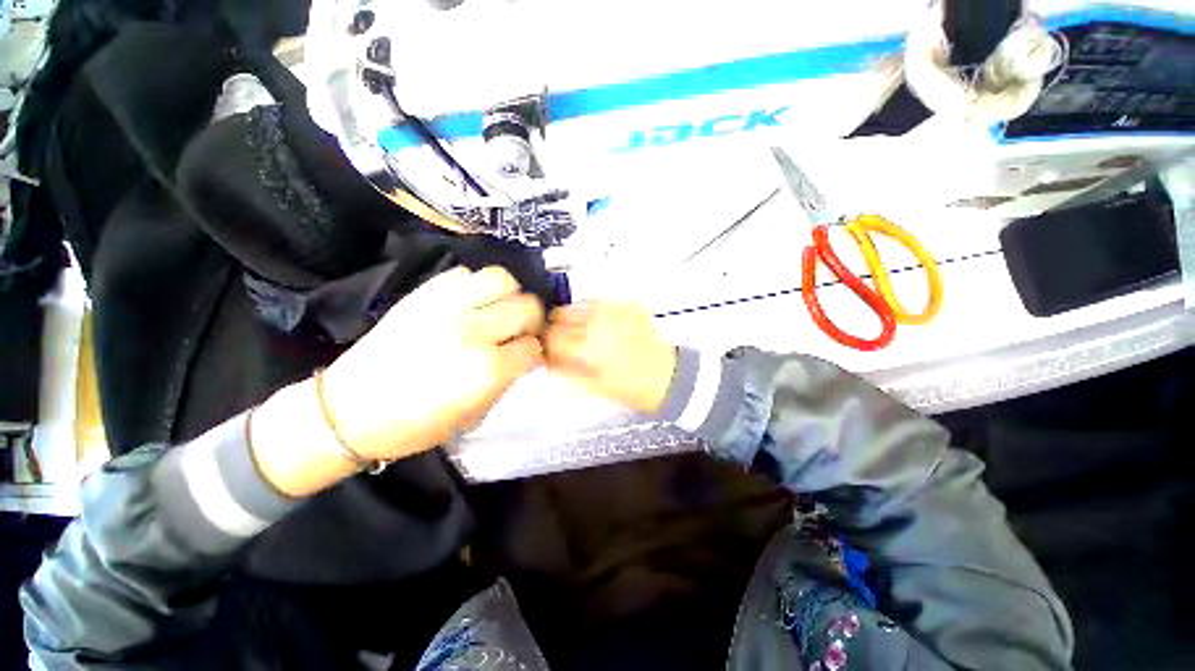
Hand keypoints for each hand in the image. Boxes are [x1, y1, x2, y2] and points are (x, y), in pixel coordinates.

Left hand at [322, 266, 545, 459]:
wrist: (350, 409)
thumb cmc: (416, 424)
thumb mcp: (475, 413)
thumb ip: (508, 379)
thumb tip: (528, 355)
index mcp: (486, 369)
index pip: (533, 346)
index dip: (534, 353)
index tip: (528, 357)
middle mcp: (472, 331)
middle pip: (527, 306)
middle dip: (531, 321)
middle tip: (519, 332)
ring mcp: (447, 306)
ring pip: (500, 279)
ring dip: (508, 295)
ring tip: (498, 311)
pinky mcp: (424, 293)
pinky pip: (466, 274)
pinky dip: (476, 287)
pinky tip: (470, 305)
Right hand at [543, 302, 676, 413]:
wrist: (667, 376)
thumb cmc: (631, 388)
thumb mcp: (594, 388)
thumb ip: (565, 372)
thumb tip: (546, 360)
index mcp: (590, 347)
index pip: (552, 336)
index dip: (544, 343)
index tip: (546, 349)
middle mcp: (600, 322)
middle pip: (561, 314)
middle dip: (555, 327)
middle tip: (563, 341)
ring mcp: (615, 310)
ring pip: (578, 305)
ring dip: (574, 318)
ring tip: (584, 334)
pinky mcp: (627, 304)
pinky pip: (599, 303)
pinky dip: (593, 313)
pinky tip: (601, 327)